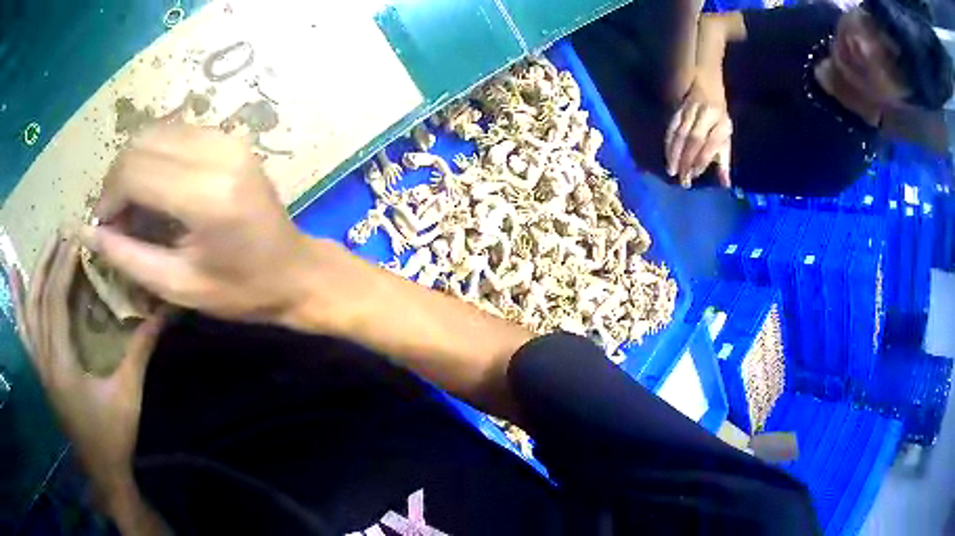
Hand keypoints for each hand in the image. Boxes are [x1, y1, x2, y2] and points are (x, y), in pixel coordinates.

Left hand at [20, 230, 164, 499]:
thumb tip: (163, 312)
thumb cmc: (114, 436)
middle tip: (63, 231)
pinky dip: (17, 303)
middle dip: (48, 261)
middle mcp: (44, 360)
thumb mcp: (129, 395)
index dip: (64, 265)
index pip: (55, 301)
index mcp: (62, 364)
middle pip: (38, 299)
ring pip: (28, 311)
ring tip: (44, 245)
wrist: (101, 471)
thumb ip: (140, 350)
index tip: (78, 236)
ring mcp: (38, 366)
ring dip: (34, 274)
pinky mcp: (39, 371)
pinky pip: (24, 331)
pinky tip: (14, 280)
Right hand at [82, 123, 326, 323]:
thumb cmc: (240, 291)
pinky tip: (154, 187)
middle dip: (117, 179)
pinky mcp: (231, 138)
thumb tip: (86, 232)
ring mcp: (228, 139)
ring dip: (134, 164)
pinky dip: (155, 155)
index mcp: (206, 194)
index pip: (134, 171)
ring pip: (157, 132)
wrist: (296, 271)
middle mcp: (217, 153)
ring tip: (132, 206)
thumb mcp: (178, 286)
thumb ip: (127, 256)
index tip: (103, 226)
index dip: (108, 197)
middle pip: (141, 143)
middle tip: (115, 217)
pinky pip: (176, 132)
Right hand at [665, 77, 732, 188]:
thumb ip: (724, 160)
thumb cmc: (718, 114)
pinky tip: (667, 155)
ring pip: (680, 133)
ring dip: (675, 153)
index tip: (694, 175)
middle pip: (694, 140)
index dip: (701, 161)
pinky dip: (668, 141)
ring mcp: (690, 110)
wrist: (706, 81)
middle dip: (687, 160)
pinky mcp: (678, 107)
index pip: (710, 144)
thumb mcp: (726, 134)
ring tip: (671, 170)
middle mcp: (705, 115)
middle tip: (682, 179)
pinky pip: (671, 126)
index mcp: (720, 123)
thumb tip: (725, 184)